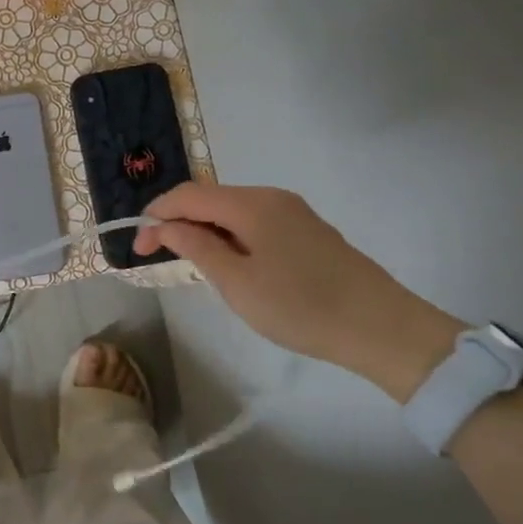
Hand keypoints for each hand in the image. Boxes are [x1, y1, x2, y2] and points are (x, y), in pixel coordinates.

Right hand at [135, 181, 459, 401]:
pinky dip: (230, 236)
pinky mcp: (308, 231)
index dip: (157, 215)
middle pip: (210, 198)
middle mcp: (271, 197)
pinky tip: (231, 263)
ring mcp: (294, 212)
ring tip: (191, 263)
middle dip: (178, 221)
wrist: (384, 329)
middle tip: (158, 255)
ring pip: (232, 211)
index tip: (139, 247)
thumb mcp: (237, 283)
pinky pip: (255, 222)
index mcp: (251, 204)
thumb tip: (166, 225)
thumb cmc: (301, 307)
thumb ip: (196, 247)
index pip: (188, 194)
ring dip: (204, 229)